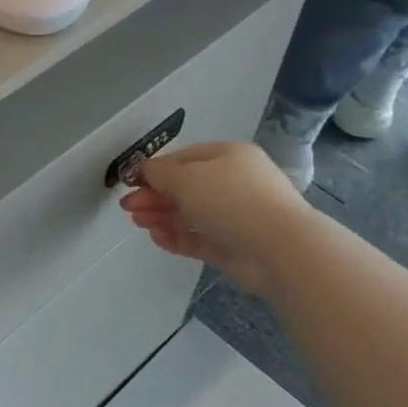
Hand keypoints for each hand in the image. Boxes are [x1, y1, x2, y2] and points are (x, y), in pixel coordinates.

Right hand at [120, 141, 316, 299]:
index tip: (131, 182)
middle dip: (154, 196)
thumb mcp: (187, 178)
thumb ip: (160, 173)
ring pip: (190, 214)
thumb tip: (144, 170)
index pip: (184, 159)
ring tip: (138, 223)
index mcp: (228, 157)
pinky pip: (199, 238)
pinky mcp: (234, 246)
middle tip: (127, 207)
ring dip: (161, 216)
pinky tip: (157, 238)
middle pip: (185, 188)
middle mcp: (234, 183)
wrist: (280, 249)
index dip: (156, 170)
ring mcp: (235, 217)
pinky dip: (177, 237)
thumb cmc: (231, 200)